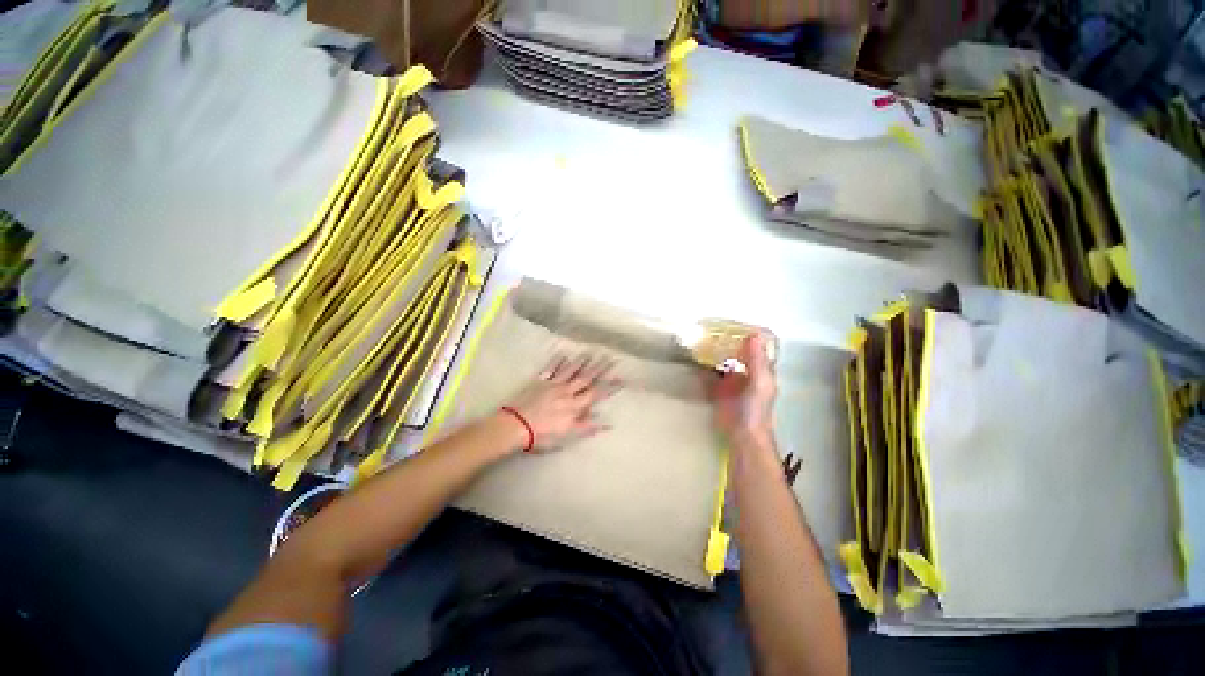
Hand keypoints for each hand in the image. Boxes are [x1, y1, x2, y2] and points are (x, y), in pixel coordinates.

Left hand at [505, 353, 619, 451]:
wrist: (516, 425)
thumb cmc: (542, 435)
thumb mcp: (567, 436)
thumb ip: (587, 427)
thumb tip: (608, 423)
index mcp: (575, 406)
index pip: (596, 394)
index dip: (609, 386)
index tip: (621, 378)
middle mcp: (567, 392)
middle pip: (586, 378)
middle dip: (600, 368)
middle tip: (610, 357)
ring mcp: (554, 385)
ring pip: (571, 370)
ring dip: (583, 361)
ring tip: (592, 351)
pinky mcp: (540, 381)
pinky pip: (551, 368)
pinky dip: (558, 360)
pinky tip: (564, 353)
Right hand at [708, 333, 776, 446]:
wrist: (742, 434)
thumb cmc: (755, 409)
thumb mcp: (760, 382)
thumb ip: (757, 360)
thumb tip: (753, 335)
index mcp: (761, 369)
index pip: (756, 346)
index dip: (748, 334)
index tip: (734, 323)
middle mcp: (747, 372)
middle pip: (738, 351)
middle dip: (728, 340)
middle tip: (712, 327)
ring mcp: (732, 380)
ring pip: (724, 360)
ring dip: (716, 350)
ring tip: (702, 338)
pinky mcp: (718, 389)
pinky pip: (711, 372)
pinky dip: (705, 364)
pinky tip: (697, 356)